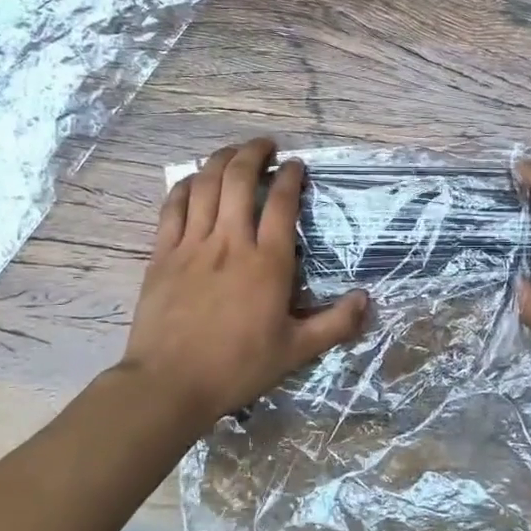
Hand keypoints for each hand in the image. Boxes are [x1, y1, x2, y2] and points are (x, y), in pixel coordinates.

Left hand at [121, 138, 367, 426]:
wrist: (169, 384)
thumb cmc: (237, 367)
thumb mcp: (296, 351)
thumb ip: (335, 324)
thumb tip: (368, 299)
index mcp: (267, 262)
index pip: (281, 202)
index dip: (290, 175)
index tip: (295, 164)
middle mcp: (230, 242)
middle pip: (239, 179)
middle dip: (253, 152)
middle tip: (265, 145)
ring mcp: (192, 245)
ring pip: (205, 184)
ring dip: (220, 159)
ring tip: (233, 151)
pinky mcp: (162, 254)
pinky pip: (173, 207)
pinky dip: (185, 185)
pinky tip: (194, 179)